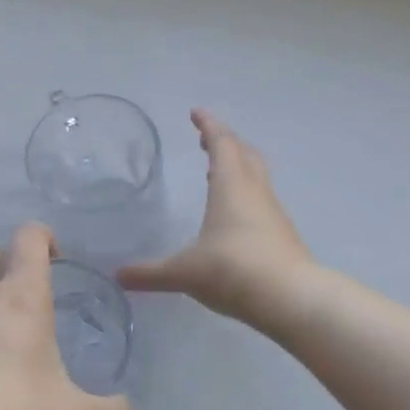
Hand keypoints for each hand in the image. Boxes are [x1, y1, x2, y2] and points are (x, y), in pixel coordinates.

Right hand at [118, 109, 316, 330]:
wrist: (290, 297)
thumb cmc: (233, 271)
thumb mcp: (184, 272)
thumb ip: (151, 273)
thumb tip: (118, 276)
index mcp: (231, 185)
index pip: (221, 143)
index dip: (208, 125)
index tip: (196, 113)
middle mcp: (255, 191)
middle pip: (244, 153)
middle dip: (226, 142)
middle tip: (207, 140)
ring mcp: (273, 211)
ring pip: (257, 176)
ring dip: (239, 167)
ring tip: (218, 172)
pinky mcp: (283, 233)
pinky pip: (262, 200)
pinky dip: (247, 194)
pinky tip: (236, 215)